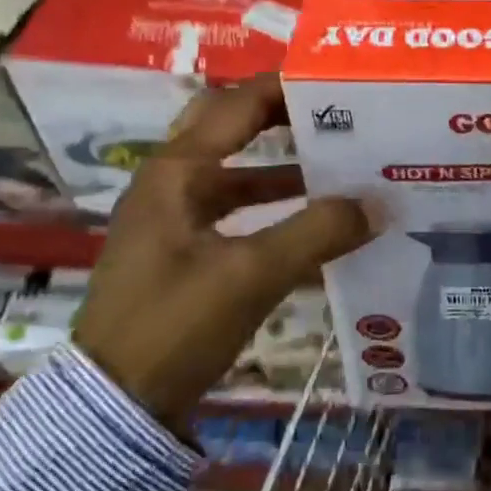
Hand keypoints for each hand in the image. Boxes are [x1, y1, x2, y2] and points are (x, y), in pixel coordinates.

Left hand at [72, 74, 373, 435]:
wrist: (113, 408)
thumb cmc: (173, 325)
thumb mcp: (250, 275)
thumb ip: (317, 233)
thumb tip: (377, 203)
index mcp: (178, 170)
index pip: (239, 104)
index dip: (288, 86)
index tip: (339, 82)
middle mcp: (172, 181)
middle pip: (233, 128)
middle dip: (285, 117)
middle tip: (338, 115)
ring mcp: (175, 216)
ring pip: (237, 170)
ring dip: (284, 164)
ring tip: (340, 163)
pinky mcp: (183, 249)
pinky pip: (236, 209)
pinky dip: (274, 205)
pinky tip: (314, 219)